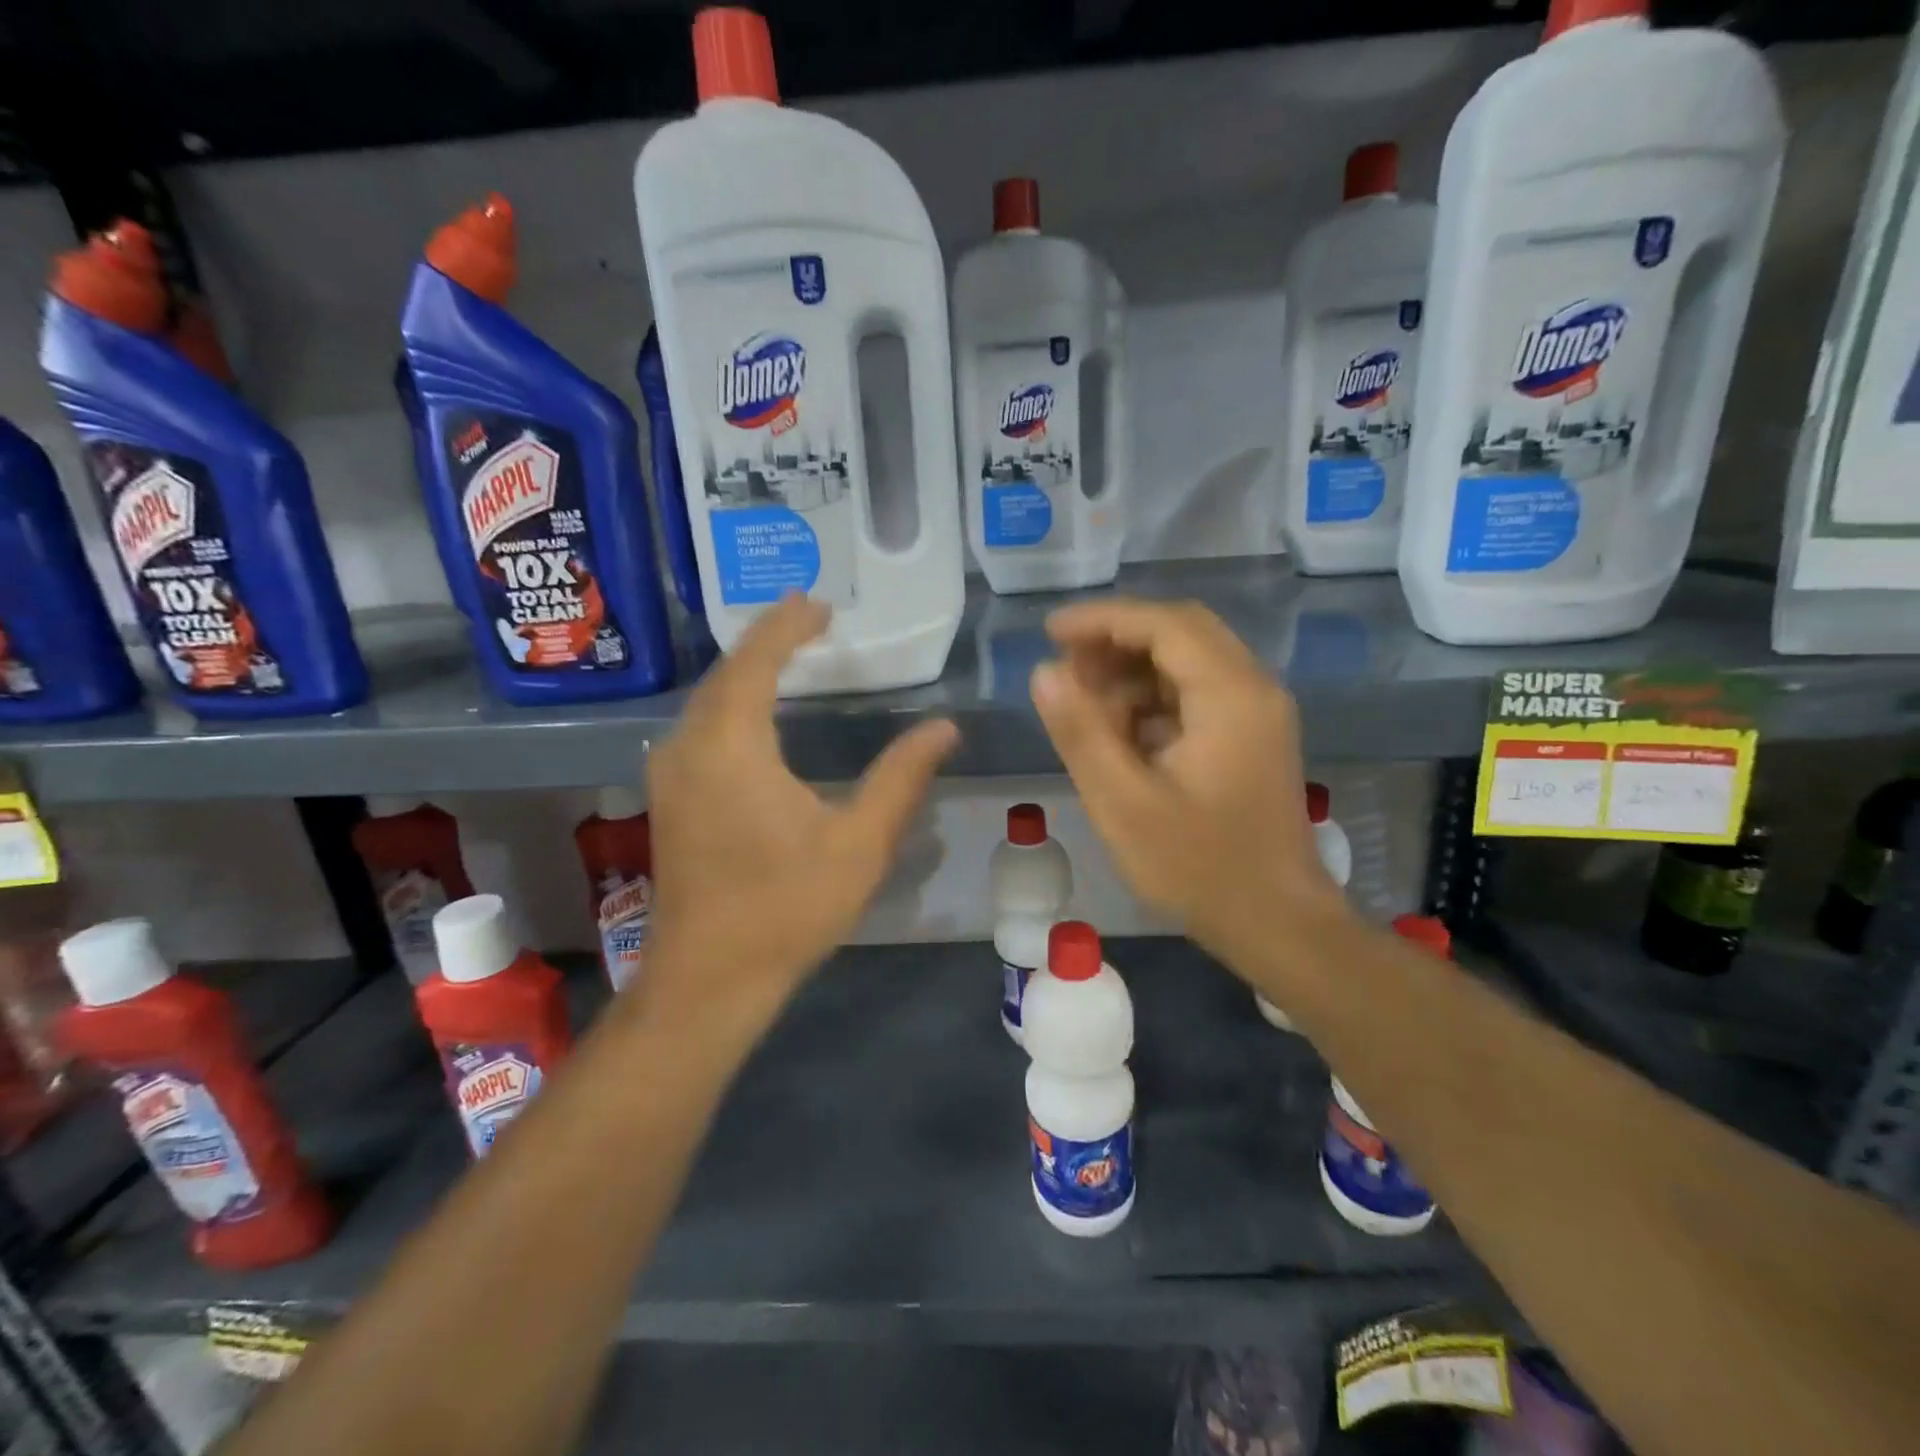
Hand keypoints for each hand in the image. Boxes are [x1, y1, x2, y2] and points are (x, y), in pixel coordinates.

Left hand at [640, 596, 957, 1034]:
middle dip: (768, 641)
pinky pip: (701, 726)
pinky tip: (759, 712)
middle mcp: (689, 746)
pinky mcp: (671, 796)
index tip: (821, 604)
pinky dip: (733, 702)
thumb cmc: (787, 908)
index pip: (756, 660)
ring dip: (748, 670)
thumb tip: (944, 728)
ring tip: (791, 654)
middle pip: (727, 672)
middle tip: (813, 621)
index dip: (789, 626)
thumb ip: (901, 777)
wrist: (709, 979)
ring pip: (709, 699)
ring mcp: (671, 772)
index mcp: (731, 745)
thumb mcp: (859, 842)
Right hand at [1029, 598, 1350, 971]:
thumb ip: (1081, 732)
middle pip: (1180, 632)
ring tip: (1084, 707)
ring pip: (1187, 661)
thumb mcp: (1123, 803)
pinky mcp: (1251, 736)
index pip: (1164, 624)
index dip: (1102, 618)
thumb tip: (1044, 672)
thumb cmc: (1199, 867)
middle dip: (1116, 641)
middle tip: (1065, 669)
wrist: (1278, 923)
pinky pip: (1196, 693)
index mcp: (1230, 695)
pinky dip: (1152, 699)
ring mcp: (1257, 712)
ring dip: (1132, 672)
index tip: (1049, 632)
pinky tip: (1120, 735)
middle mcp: (1252, 688)